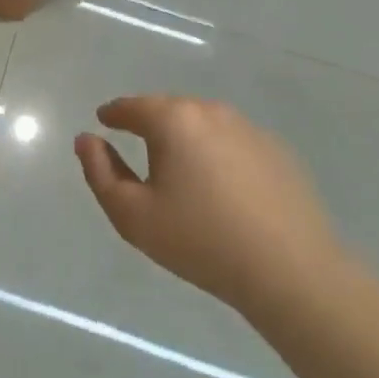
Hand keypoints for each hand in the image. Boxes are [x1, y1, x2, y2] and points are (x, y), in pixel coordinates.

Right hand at [75, 95, 349, 325]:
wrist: (290, 271)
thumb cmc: (199, 240)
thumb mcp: (131, 214)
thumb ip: (100, 172)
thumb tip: (87, 139)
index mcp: (173, 120)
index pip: (131, 106)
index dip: (113, 114)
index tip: (104, 121)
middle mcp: (211, 111)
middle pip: (169, 109)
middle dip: (150, 122)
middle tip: (138, 145)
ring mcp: (249, 129)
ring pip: (203, 123)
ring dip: (186, 137)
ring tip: (179, 166)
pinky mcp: (278, 151)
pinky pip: (233, 142)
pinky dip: (218, 152)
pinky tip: (221, 185)